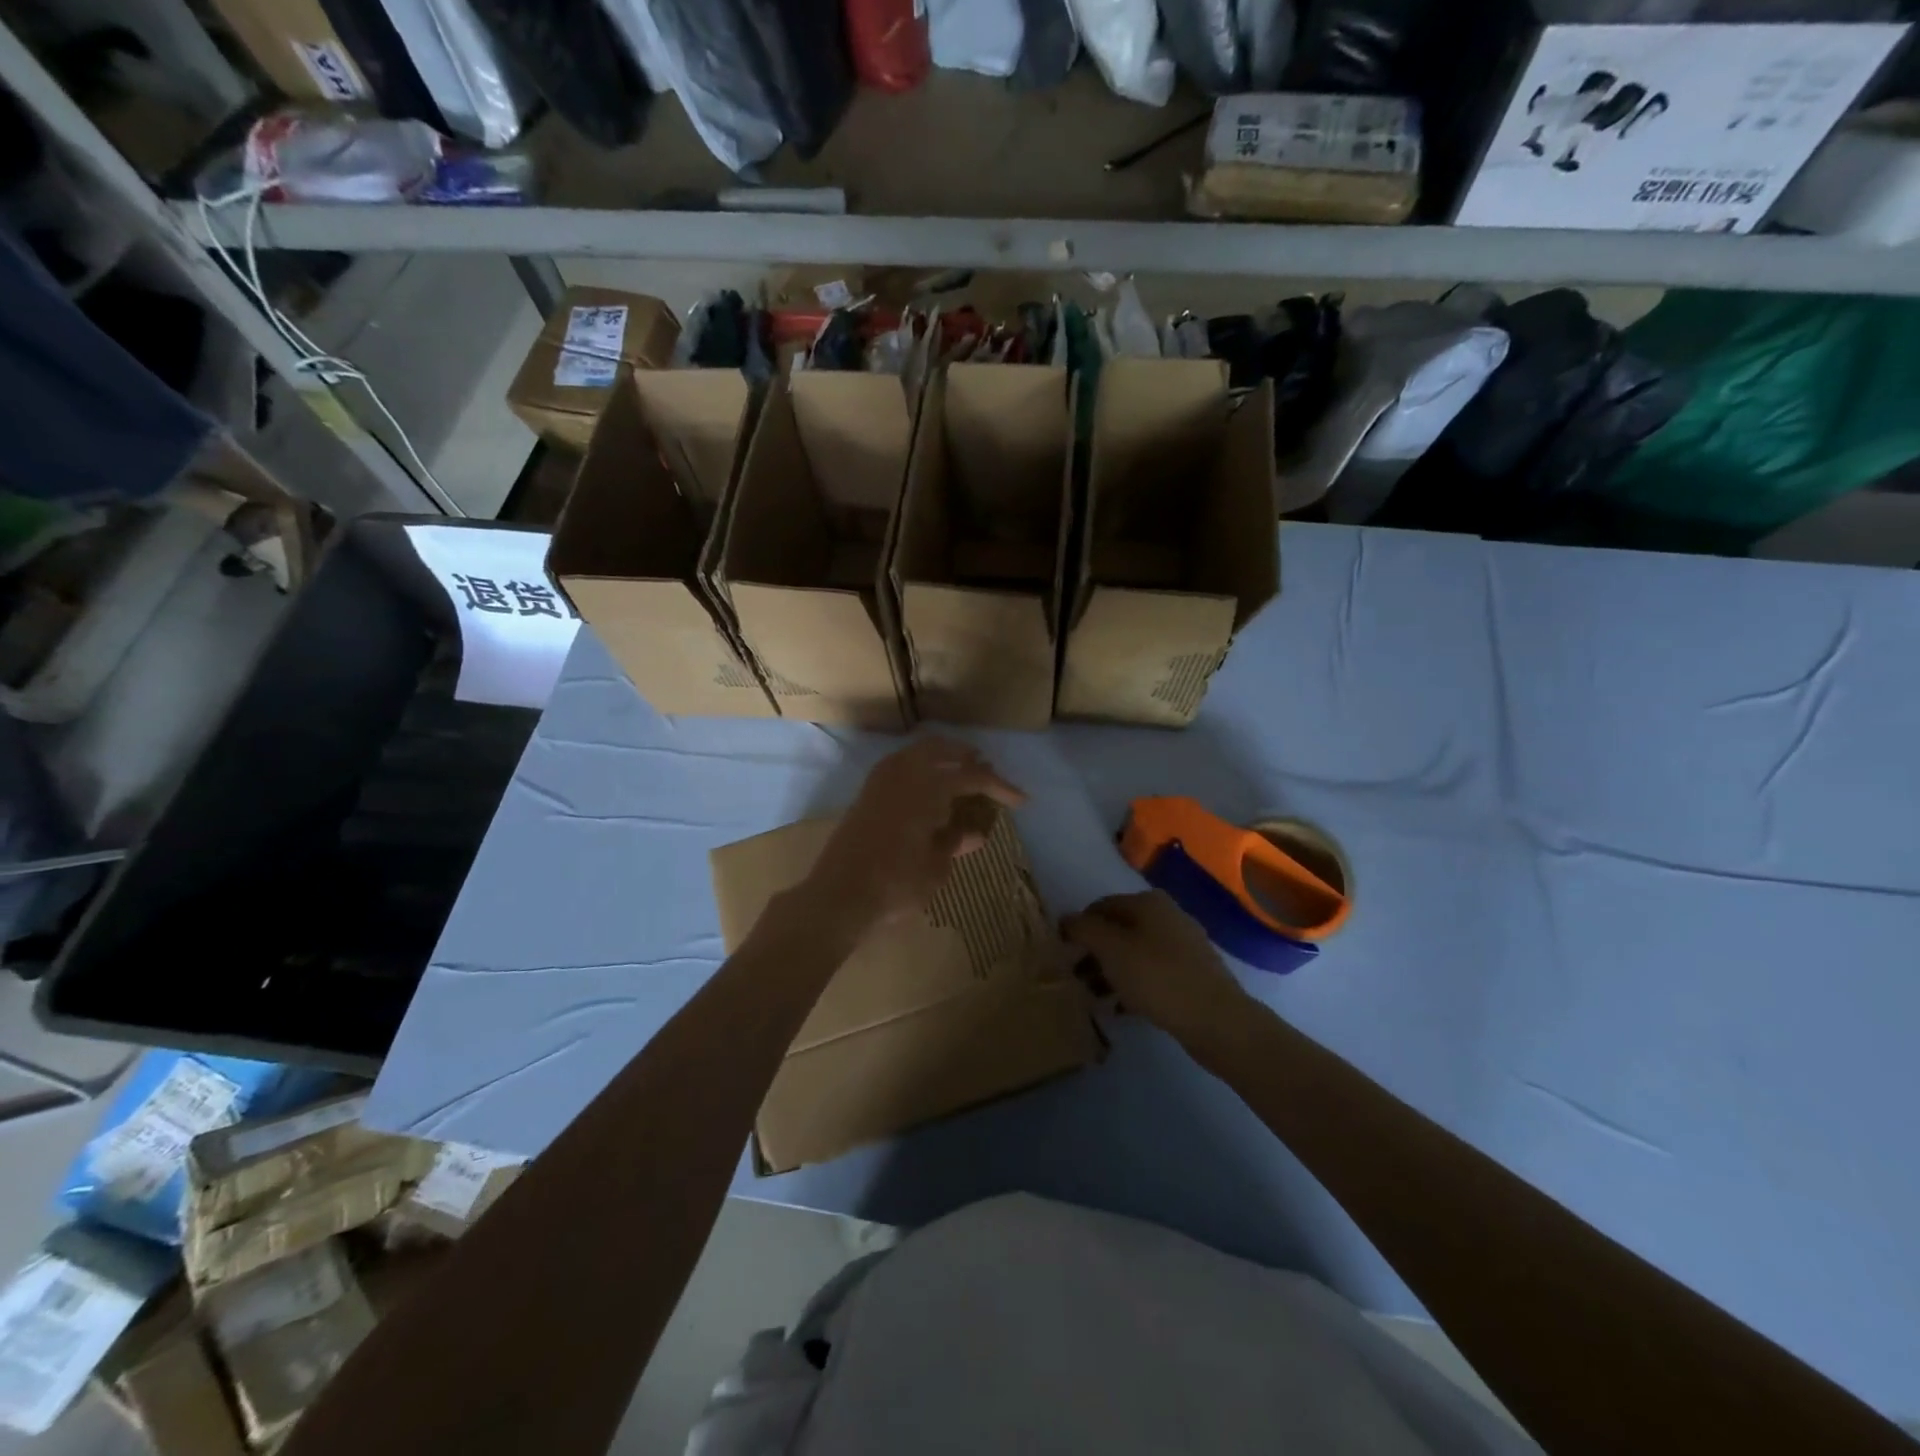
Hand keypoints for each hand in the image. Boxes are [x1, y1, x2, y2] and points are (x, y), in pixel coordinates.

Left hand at [799, 737, 1025, 939]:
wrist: (838, 896)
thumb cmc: (895, 883)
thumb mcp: (936, 867)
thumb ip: (954, 841)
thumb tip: (974, 832)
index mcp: (926, 786)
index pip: (972, 777)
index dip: (1000, 787)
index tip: (1022, 800)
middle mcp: (902, 774)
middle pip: (939, 749)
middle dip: (965, 756)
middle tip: (985, 769)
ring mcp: (879, 782)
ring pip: (914, 754)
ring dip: (939, 758)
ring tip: (958, 775)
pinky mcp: (865, 796)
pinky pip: (898, 767)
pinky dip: (918, 769)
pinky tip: (927, 790)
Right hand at [1062, 891, 1251, 1050]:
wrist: (1216, 1020)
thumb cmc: (1157, 977)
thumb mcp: (1110, 949)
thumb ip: (1084, 930)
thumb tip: (1066, 919)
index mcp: (1148, 902)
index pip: (1100, 907)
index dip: (1078, 928)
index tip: (1062, 955)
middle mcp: (1168, 916)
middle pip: (1118, 930)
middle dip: (1094, 953)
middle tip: (1076, 979)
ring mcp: (1183, 945)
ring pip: (1134, 953)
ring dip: (1110, 972)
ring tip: (1094, 997)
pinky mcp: (1192, 974)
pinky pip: (1152, 973)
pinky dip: (1132, 985)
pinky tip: (1120, 1009)